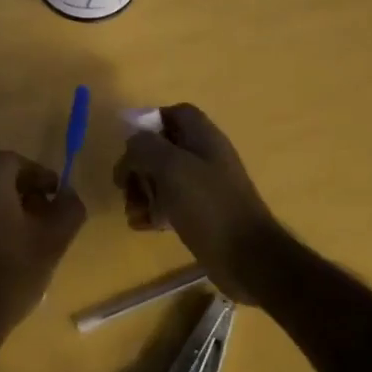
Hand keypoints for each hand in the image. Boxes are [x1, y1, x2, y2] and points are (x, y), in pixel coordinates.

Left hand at [0, 152, 86, 345]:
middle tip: (44, 220)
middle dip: (24, 192)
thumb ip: (69, 208)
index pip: (20, 162)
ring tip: (25, 238)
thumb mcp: (53, 241)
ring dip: (4, 207)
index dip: (43, 179)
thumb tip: (68, 193)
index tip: (58, 202)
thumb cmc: (9, 272)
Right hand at [112, 104, 280, 300]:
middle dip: (138, 166)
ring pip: (162, 178)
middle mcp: (204, 157)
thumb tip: (132, 146)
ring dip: (141, 192)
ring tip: (132, 212)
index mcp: (203, 137)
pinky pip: (170, 204)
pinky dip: (153, 211)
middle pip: (162, 148)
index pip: (174, 114)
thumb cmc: (209, 205)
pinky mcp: (201, 213)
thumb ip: (145, 147)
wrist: (248, 258)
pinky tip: (142, 226)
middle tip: (124, 186)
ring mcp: (204, 187)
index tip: (129, 147)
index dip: (149, 123)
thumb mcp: (171, 167)